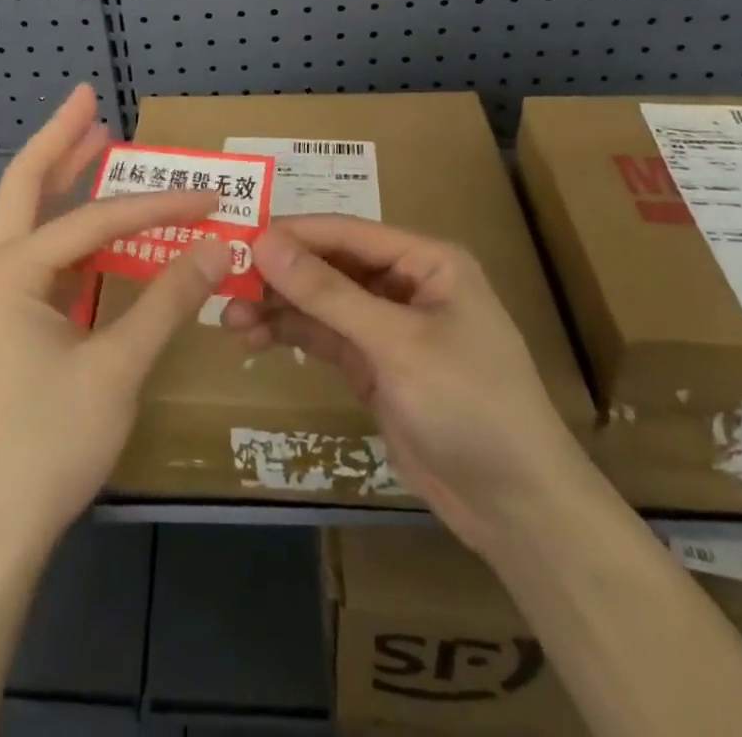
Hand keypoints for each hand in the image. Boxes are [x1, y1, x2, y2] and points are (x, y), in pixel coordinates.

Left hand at [0, 84, 231, 561]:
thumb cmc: (51, 444)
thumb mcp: (118, 368)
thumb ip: (167, 299)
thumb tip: (217, 245)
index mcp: (10, 272)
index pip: (95, 220)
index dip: (156, 205)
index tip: (208, 197)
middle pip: (25, 184)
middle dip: (60, 139)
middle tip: (89, 98)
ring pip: (30, 216)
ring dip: (62, 177)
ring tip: (96, 138)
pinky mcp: (9, 318)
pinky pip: (43, 254)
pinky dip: (71, 227)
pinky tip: (98, 220)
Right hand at [221, 216, 585, 552]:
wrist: (517, 509)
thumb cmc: (469, 405)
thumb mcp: (395, 343)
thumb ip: (326, 293)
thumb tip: (263, 240)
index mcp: (426, 261)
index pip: (346, 232)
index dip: (292, 233)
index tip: (237, 238)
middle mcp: (405, 284)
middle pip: (329, 265)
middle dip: (279, 274)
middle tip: (224, 283)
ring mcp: (388, 326)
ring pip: (320, 302)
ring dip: (277, 307)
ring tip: (228, 318)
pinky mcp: (374, 364)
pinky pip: (324, 336)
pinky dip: (291, 334)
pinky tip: (253, 338)